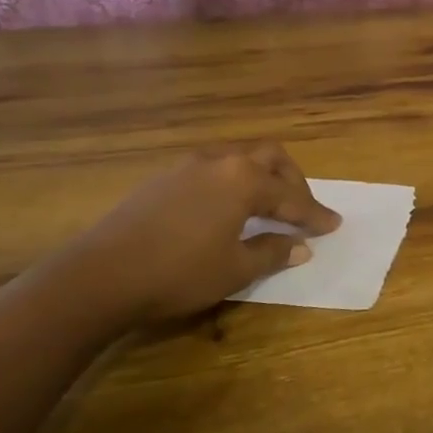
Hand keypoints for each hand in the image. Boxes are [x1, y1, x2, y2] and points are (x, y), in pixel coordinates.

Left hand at [50, 142, 340, 325]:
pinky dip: (233, 183)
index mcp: (243, 180)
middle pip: (269, 158)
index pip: (291, 196)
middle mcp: (220, 162)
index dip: (314, 214)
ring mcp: (188, 166)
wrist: (100, 275)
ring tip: (267, 205)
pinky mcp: (163, 178)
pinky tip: (226, 209)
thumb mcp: (234, 269)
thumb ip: (272, 252)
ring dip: (261, 177)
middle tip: (301, 209)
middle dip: (292, 181)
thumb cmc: (178, 273)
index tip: (333, 225)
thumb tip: (301, 247)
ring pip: (239, 159)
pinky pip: (213, 169)